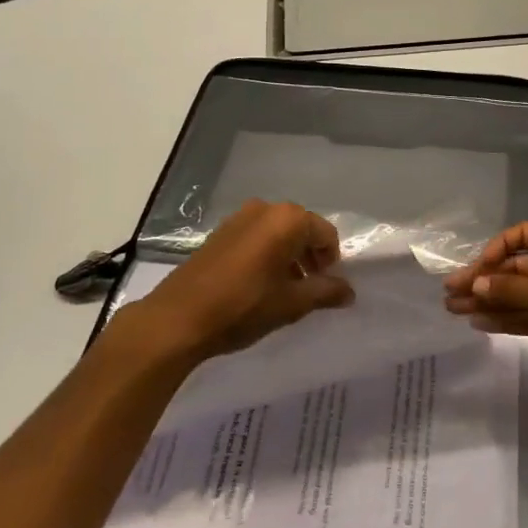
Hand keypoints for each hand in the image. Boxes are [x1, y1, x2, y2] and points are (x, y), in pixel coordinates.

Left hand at [115, 200, 353, 365]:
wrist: (178, 318)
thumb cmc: (243, 306)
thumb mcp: (291, 303)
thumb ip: (325, 292)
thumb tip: (349, 291)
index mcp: (287, 219)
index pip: (325, 234)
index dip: (332, 260)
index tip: (327, 286)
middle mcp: (265, 209)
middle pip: (301, 229)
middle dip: (310, 257)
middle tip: (310, 288)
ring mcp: (239, 218)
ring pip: (277, 233)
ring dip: (288, 257)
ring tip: (285, 291)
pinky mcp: (219, 233)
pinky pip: (256, 237)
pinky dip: (266, 255)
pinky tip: (259, 285)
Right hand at [443, 221, 527, 379]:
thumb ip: (512, 290)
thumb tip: (475, 285)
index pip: (519, 237)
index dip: (494, 251)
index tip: (474, 271)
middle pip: (514, 269)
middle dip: (484, 281)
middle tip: (450, 294)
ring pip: (518, 295)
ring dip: (489, 302)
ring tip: (455, 311)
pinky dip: (506, 320)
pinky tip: (480, 323)